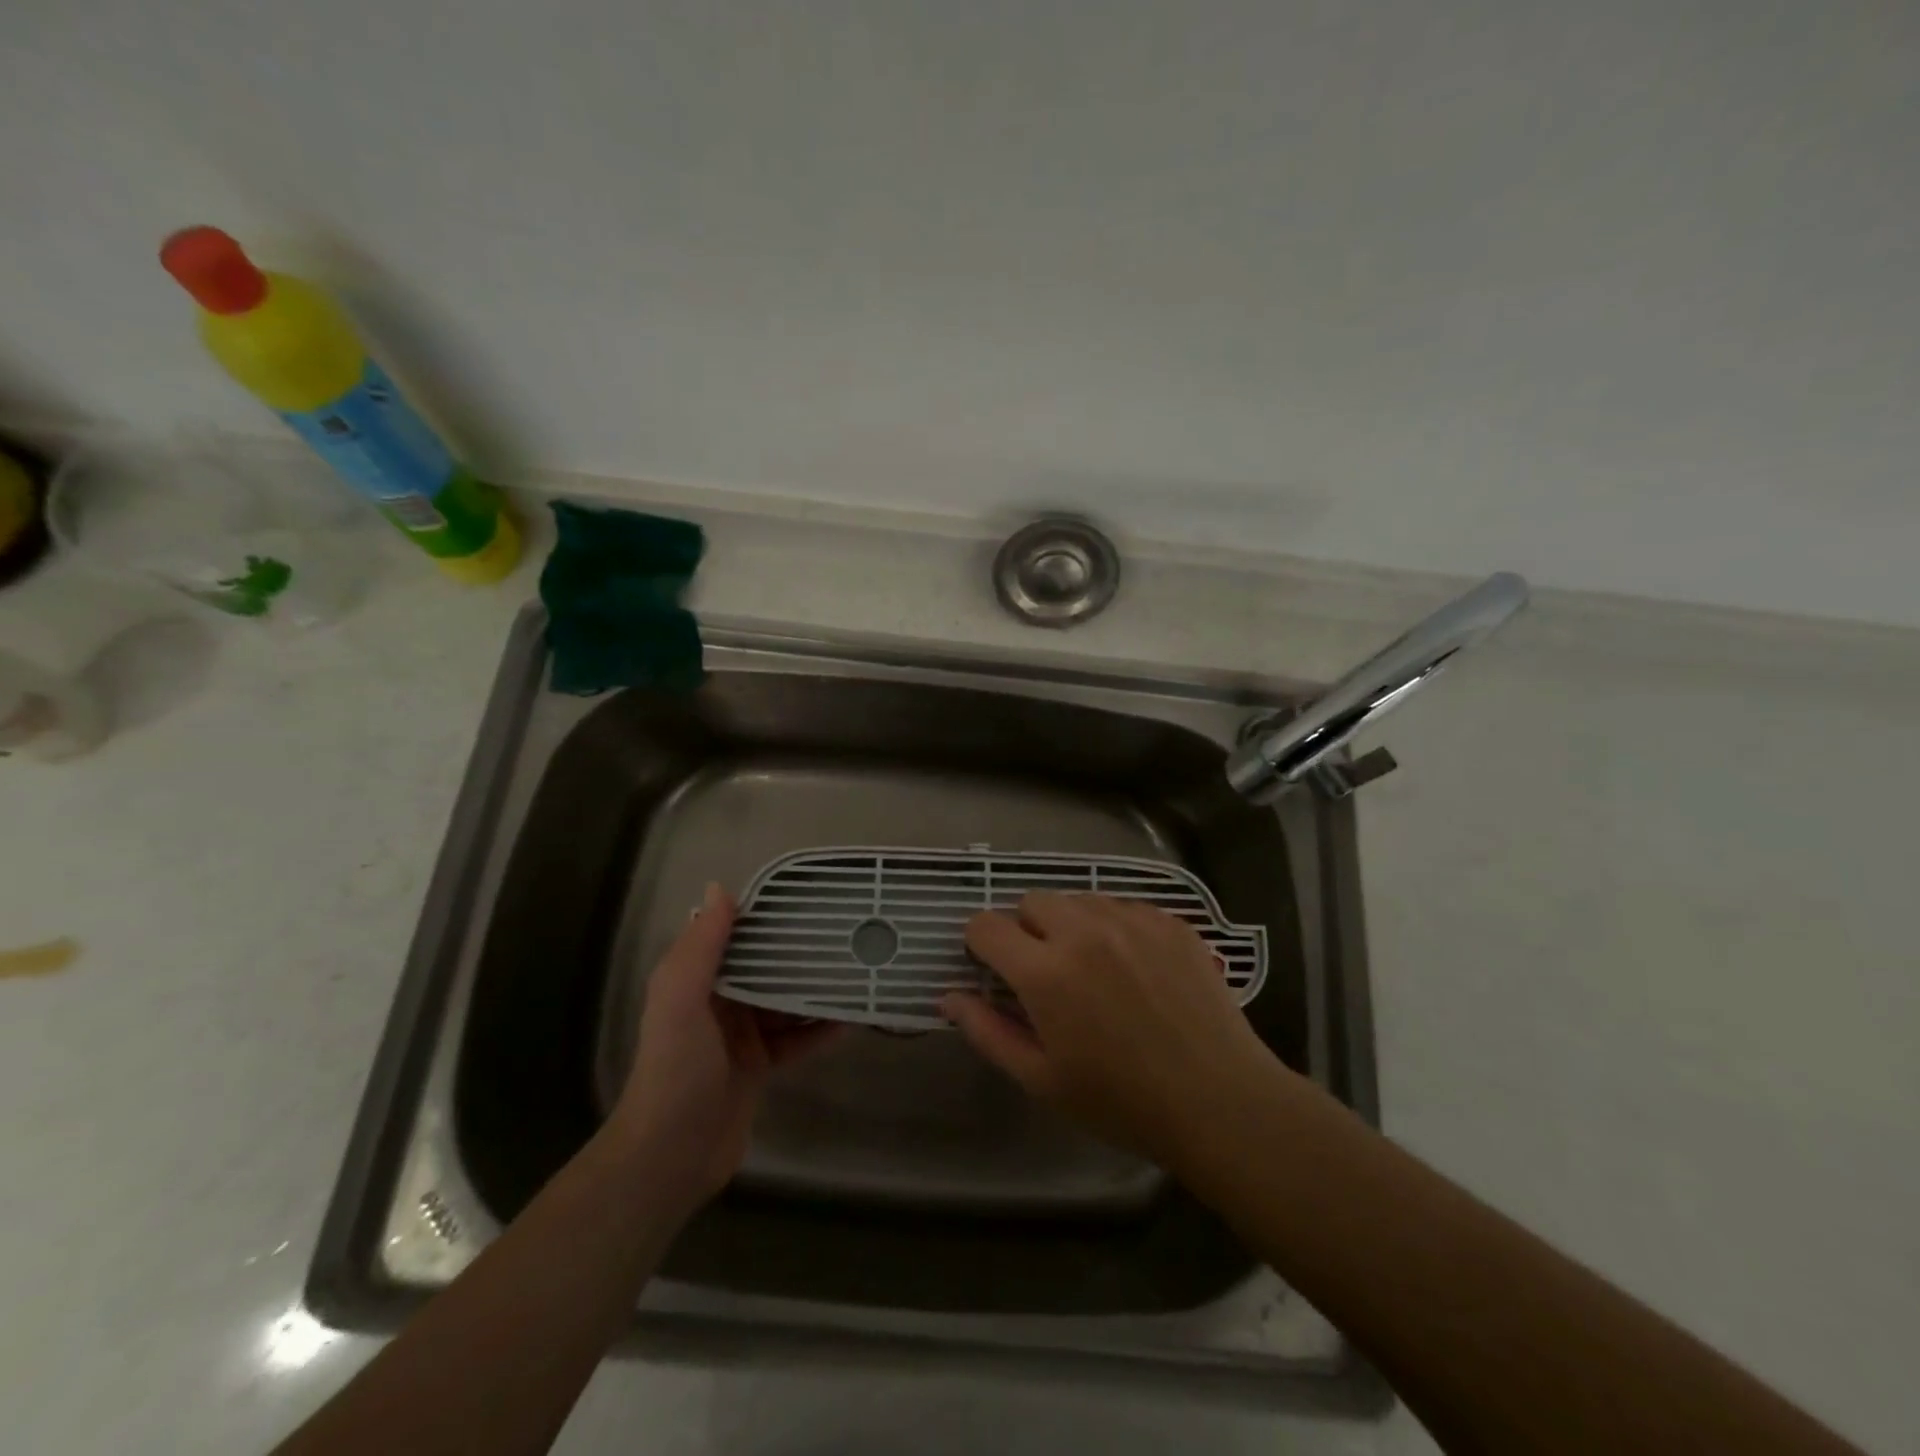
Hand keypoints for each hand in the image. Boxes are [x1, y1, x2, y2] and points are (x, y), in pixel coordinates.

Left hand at [612, 882, 842, 1205]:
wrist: (671, 1155)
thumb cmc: (676, 1067)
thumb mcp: (680, 998)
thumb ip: (701, 946)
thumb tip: (721, 887)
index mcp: (696, 981)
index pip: (735, 937)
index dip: (766, 917)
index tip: (806, 899)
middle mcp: (719, 1003)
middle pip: (765, 968)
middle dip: (799, 953)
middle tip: (844, 933)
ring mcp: (741, 1038)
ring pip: (785, 1003)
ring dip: (815, 990)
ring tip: (856, 970)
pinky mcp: (760, 1068)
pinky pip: (796, 1040)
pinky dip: (820, 1030)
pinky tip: (851, 1020)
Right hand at [942, 892, 1282, 1168]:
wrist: (1220, 1100)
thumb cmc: (1122, 1102)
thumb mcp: (1042, 1079)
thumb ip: (987, 1032)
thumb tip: (949, 996)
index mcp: (1046, 972)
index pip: (986, 925)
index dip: (980, 944)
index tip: (993, 968)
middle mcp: (1085, 931)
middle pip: (1032, 900)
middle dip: (1027, 930)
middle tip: (1047, 973)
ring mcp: (1132, 920)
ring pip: (1078, 899)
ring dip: (1071, 924)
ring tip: (1093, 968)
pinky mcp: (1169, 920)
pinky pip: (1123, 905)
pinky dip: (1114, 927)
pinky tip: (1134, 966)